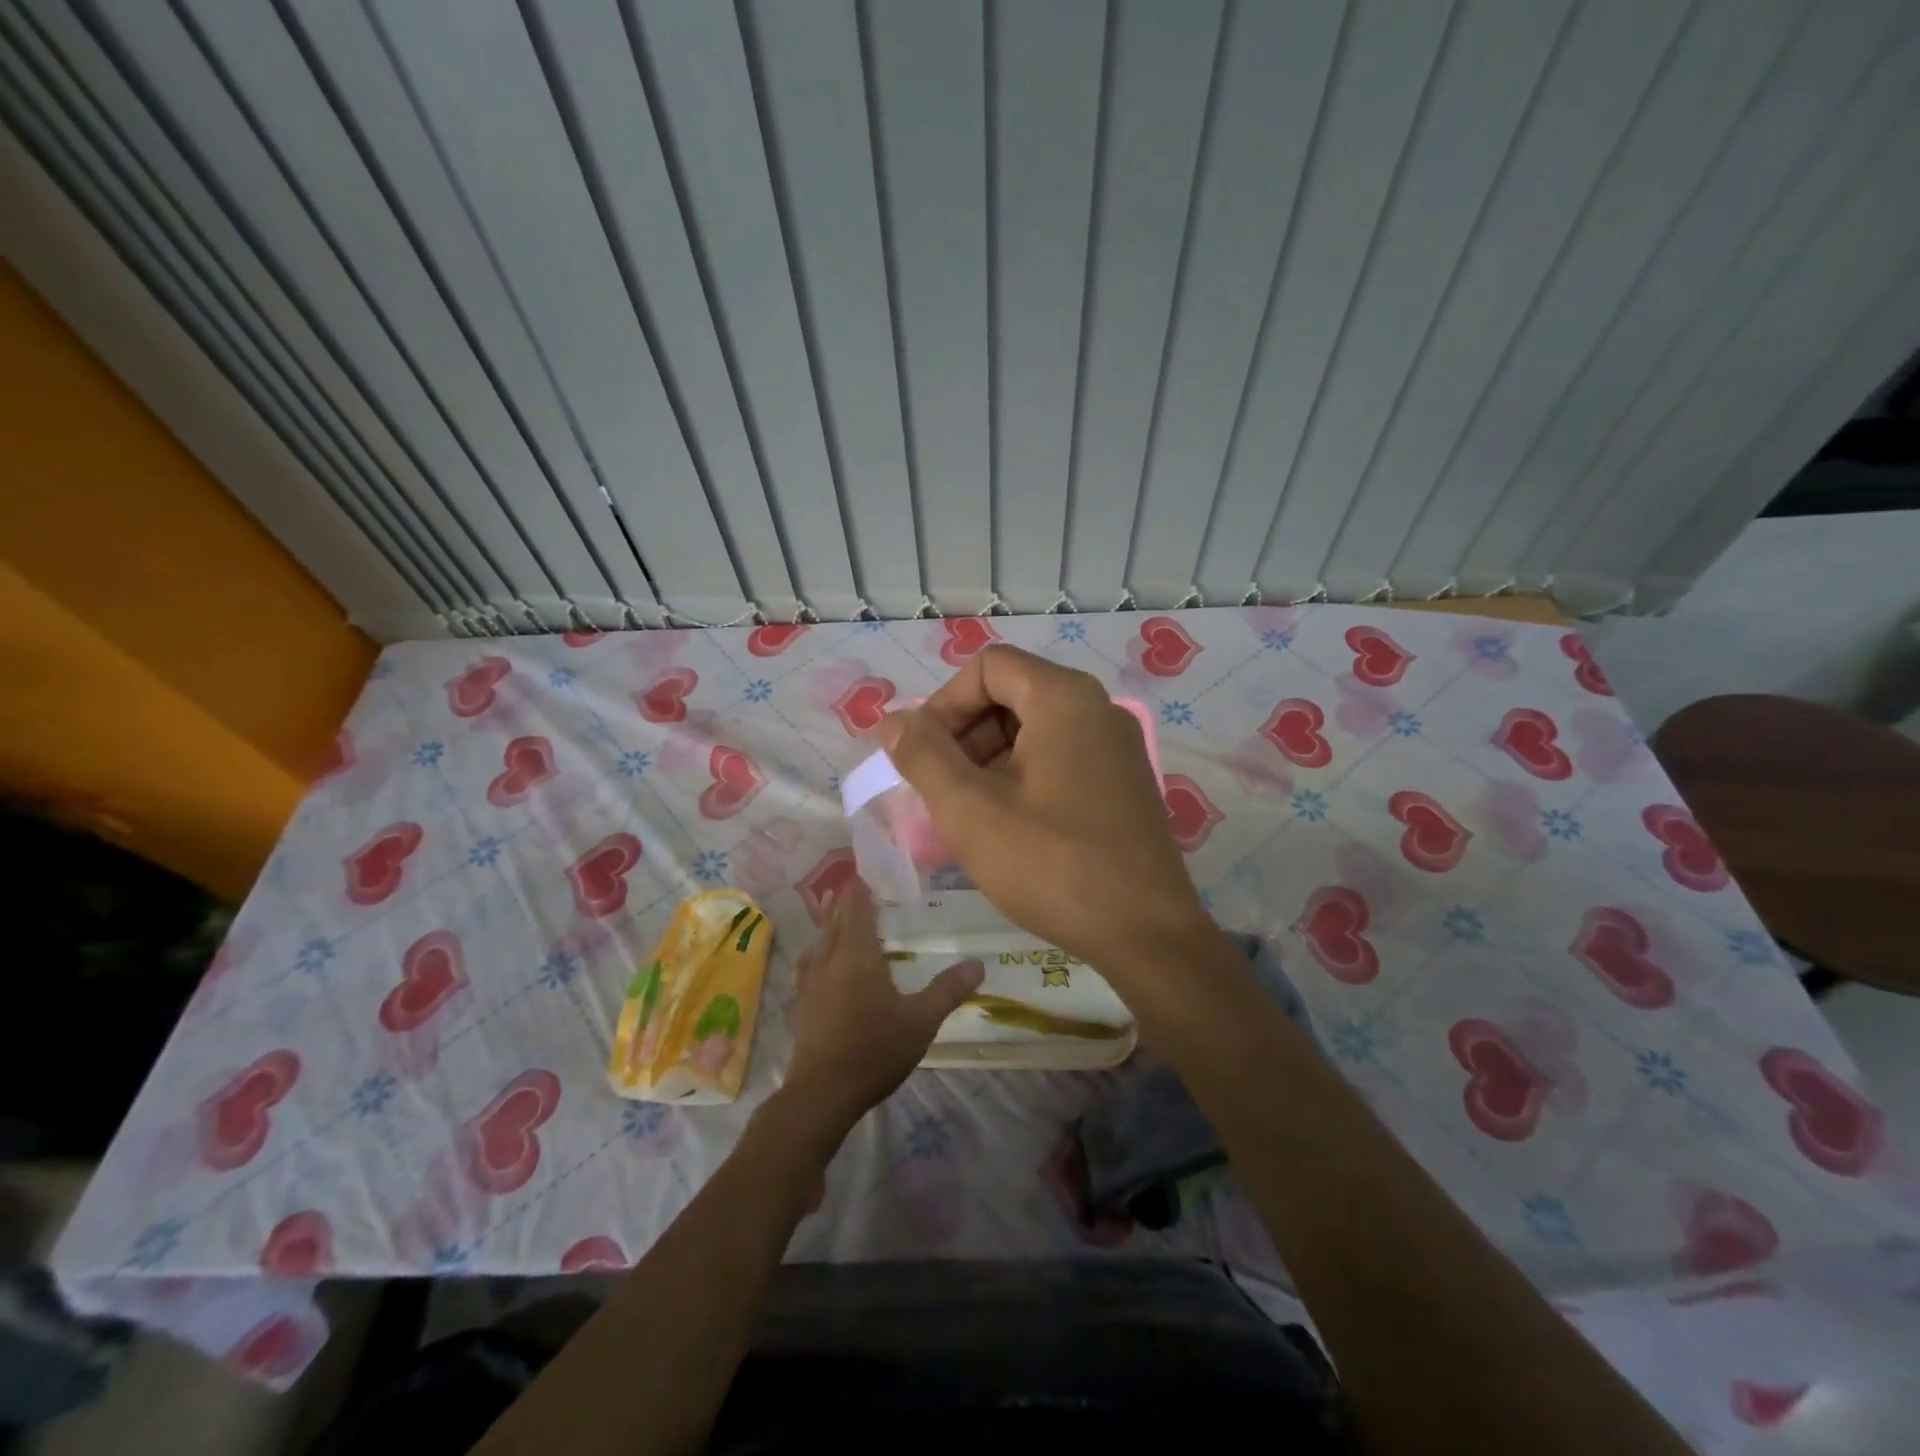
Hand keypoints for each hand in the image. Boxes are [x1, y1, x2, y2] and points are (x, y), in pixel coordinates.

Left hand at [780, 877, 981, 1136]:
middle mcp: (829, 957)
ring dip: (832, 918)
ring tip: (841, 908)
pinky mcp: (803, 999)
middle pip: (836, 916)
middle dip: (848, 896)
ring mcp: (811, 978)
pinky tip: (821, 954)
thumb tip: (979, 964)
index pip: (857, 904)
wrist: (822, 1093)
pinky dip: (820, 944)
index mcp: (857, 953)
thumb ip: (948, 990)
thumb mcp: (921, 1021)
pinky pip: (811, 958)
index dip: (862, 882)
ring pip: (821, 936)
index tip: (872, 865)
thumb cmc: (874, 1050)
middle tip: (865, 882)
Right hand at [876, 644, 1217, 984]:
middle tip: (939, 788)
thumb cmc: (1051, 864)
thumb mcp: (970, 810)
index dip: (945, 703)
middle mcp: (1098, 709)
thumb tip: (892, 722)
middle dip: (965, 734)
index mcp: (1064, 698)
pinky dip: (1022, 777)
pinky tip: (1006, 825)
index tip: (924, 754)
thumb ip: (923, 757)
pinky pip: (1060, 758)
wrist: (1146, 934)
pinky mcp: (1124, 783)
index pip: (989, 666)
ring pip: (1035, 730)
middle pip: (1013, 693)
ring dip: (989, 759)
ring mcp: (1117, 747)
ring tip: (966, 812)